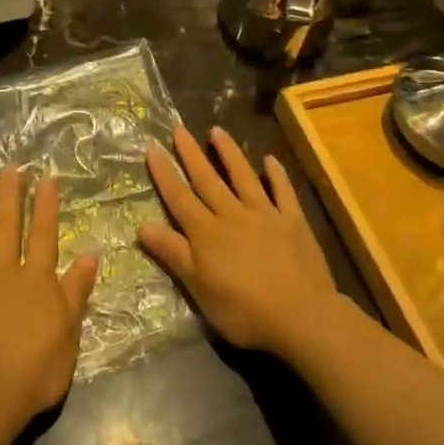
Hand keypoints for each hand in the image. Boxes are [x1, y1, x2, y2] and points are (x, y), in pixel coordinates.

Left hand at [0, 170, 97, 441]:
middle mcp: (4, 268)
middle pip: (8, 225)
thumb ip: (76, 292)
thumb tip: (90, 255)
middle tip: (9, 169)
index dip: (45, 206)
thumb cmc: (35, 370)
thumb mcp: (69, 333)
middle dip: (9, 195)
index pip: (43, 234)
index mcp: (37, 278)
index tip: (45, 179)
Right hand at [140, 126, 342, 361]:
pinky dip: (277, 174)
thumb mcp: (199, 288)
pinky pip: (283, 192)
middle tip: (179, 128)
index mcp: (206, 233)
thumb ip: (173, 253)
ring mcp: (265, 214)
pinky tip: (270, 159)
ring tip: (217, 130)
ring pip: (243, 177)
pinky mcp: (293, 221)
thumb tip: (142, 225)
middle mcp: (232, 215)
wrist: (301, 316)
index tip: (152, 148)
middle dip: (191, 154)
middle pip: (207, 180)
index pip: (179, 198)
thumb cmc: (243, 310)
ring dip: (229, 153)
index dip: (165, 174)